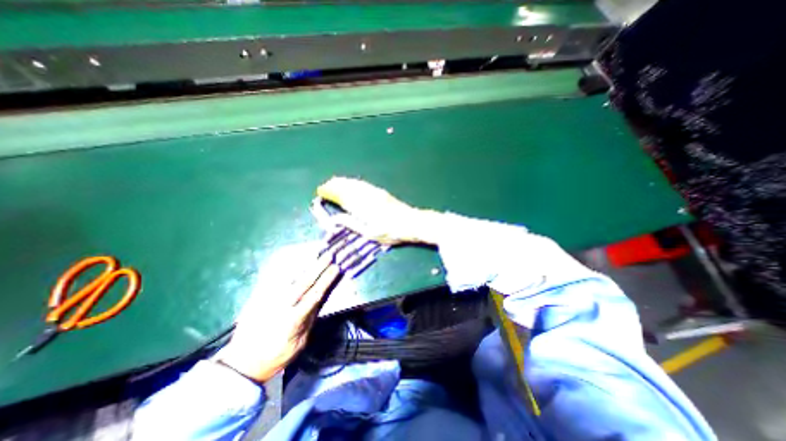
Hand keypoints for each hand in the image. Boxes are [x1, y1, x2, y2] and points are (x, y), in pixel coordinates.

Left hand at [215, 252, 338, 381]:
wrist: (241, 363)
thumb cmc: (276, 355)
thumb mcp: (300, 343)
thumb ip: (310, 319)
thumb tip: (321, 299)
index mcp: (293, 320)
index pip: (314, 295)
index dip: (326, 280)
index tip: (336, 268)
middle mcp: (280, 306)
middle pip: (303, 282)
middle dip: (318, 267)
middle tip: (328, 255)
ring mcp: (267, 299)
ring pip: (287, 276)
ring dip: (303, 262)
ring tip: (313, 251)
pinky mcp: (257, 296)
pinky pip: (272, 276)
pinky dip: (284, 265)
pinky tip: (292, 256)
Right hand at [319, 175, 441, 243]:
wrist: (412, 222)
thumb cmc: (391, 232)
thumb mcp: (369, 233)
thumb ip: (351, 224)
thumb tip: (334, 219)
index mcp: (361, 207)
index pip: (341, 196)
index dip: (330, 192)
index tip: (320, 192)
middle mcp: (366, 196)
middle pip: (347, 187)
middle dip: (334, 185)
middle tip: (324, 187)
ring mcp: (374, 192)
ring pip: (354, 184)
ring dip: (343, 182)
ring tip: (333, 182)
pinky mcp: (380, 192)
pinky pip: (362, 184)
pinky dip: (353, 183)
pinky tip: (351, 184)